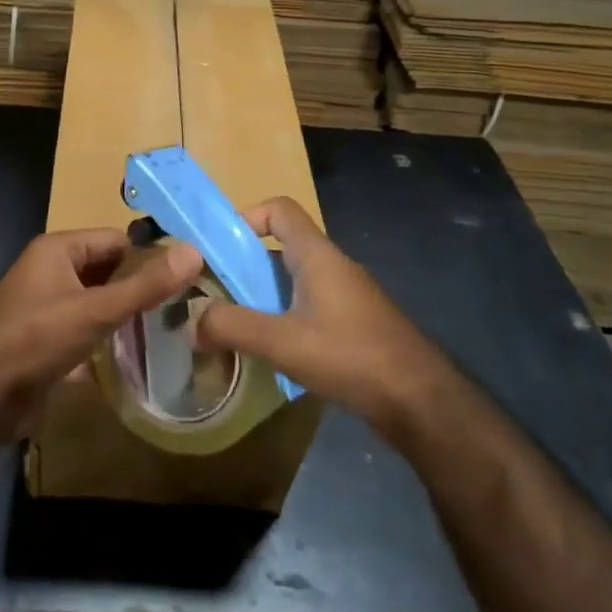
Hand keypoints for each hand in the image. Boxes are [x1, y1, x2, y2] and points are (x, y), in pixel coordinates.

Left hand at [0, 229, 202, 436]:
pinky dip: (105, 340)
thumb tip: (193, 251)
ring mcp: (45, 307)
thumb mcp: (96, 310)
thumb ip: (145, 285)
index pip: (115, 240)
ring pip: (95, 303)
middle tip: (184, 307)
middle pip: (106, 271)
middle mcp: (50, 272)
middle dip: (138, 288)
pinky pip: (84, 331)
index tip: (186, 277)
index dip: (149, 256)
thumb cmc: (37, 338)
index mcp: (57, 250)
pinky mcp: (44, 341)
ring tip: (169, 331)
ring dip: (124, 316)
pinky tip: (136, 357)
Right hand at [197, 198, 448, 446]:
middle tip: (214, 293)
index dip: (246, 216)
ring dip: (262, 296)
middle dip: (244, 266)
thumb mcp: (282, 342)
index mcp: (317, 256)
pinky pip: (309, 305)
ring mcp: (347, 295)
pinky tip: (273, 350)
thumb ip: (232, 327)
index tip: (218, 248)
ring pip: (293, 280)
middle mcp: (333, 266)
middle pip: (281, 247)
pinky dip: (284, 317)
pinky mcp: (354, 323)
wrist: (421, 401)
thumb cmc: (351, 356)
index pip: (279, 209)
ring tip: (234, 325)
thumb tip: (191, 323)